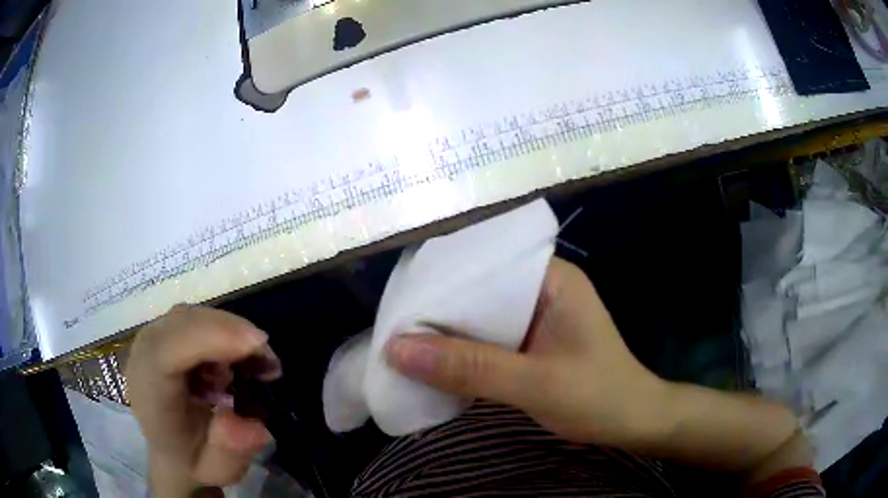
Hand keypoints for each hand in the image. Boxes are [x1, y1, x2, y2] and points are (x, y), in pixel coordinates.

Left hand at [126, 305, 281, 495]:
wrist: (173, 451)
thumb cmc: (194, 461)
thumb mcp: (218, 469)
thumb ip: (230, 450)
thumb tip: (248, 422)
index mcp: (149, 395)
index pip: (166, 352)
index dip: (209, 339)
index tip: (257, 347)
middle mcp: (144, 357)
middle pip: (183, 323)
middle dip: (231, 332)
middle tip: (270, 361)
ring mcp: (152, 339)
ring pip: (192, 316)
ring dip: (230, 331)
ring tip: (259, 364)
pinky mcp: (165, 332)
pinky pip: (195, 319)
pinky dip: (223, 331)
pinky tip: (240, 357)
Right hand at [386, 258, 811, 481]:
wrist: (634, 422)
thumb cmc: (599, 397)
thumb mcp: (535, 385)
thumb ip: (469, 367)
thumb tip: (397, 349)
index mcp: (551, 278)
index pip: (486, 261)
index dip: (442, 275)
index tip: (400, 294)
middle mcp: (541, 287)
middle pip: (478, 288)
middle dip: (438, 306)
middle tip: (391, 319)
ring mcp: (536, 315)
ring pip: (479, 315)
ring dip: (446, 330)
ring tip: (401, 337)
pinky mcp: (531, 340)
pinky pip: (487, 337)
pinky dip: (462, 349)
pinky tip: (433, 360)